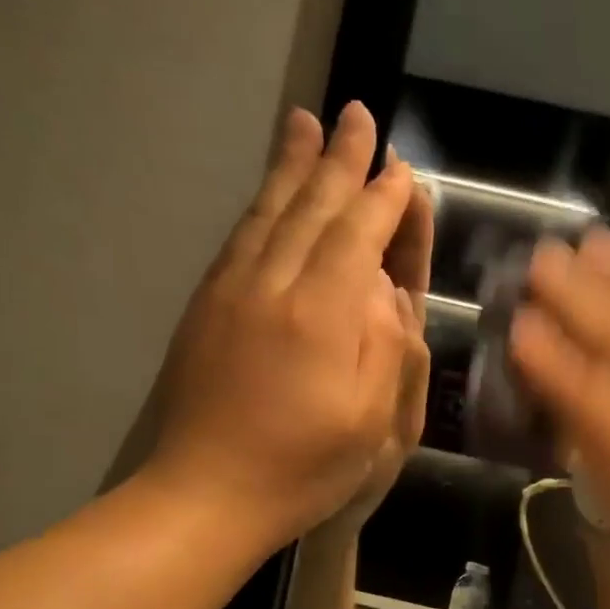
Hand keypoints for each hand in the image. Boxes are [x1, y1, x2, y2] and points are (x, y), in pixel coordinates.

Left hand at [139, 102, 426, 549]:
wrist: (206, 494)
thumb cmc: (304, 467)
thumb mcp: (371, 423)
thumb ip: (387, 349)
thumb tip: (389, 292)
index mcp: (321, 316)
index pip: (359, 238)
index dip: (384, 202)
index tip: (404, 170)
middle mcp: (274, 286)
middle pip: (312, 209)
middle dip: (340, 161)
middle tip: (357, 114)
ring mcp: (233, 291)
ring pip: (269, 211)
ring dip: (293, 165)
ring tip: (305, 122)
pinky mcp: (208, 305)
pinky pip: (241, 236)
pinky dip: (262, 201)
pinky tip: (270, 189)